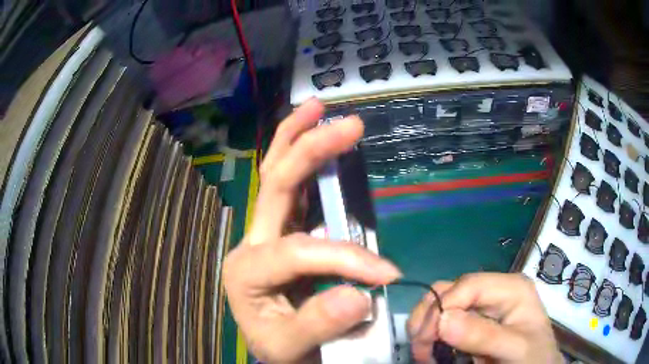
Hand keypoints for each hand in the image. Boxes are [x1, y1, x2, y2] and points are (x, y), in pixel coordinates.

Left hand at [223, 99, 401, 362]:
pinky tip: (312, 134)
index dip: (345, 259)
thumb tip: (360, 294)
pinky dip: (299, 156)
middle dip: (310, 151)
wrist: (276, 346)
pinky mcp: (281, 230)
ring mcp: (264, 232)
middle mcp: (251, 242)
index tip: (388, 275)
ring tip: (317, 108)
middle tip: (347, 124)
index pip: (298, 251)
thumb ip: (318, 326)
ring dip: (295, 137)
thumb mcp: (290, 348)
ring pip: (275, 174)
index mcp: (246, 271)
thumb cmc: (279, 346)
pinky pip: (290, 187)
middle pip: (275, 185)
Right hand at [408, 273, 561, 363]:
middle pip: (450, 291)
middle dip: (429, 318)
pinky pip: (441, 321)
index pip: (468, 285)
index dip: (443, 307)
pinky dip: (429, 334)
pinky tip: (431, 351)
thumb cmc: (533, 358)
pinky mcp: (471, 322)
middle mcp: (493, 291)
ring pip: (441, 303)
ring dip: (425, 326)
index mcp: (511, 288)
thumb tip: (443, 320)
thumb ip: (484, 336)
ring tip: (425, 352)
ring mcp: (481, 306)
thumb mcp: (515, 348)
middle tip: (422, 349)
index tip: (426, 339)